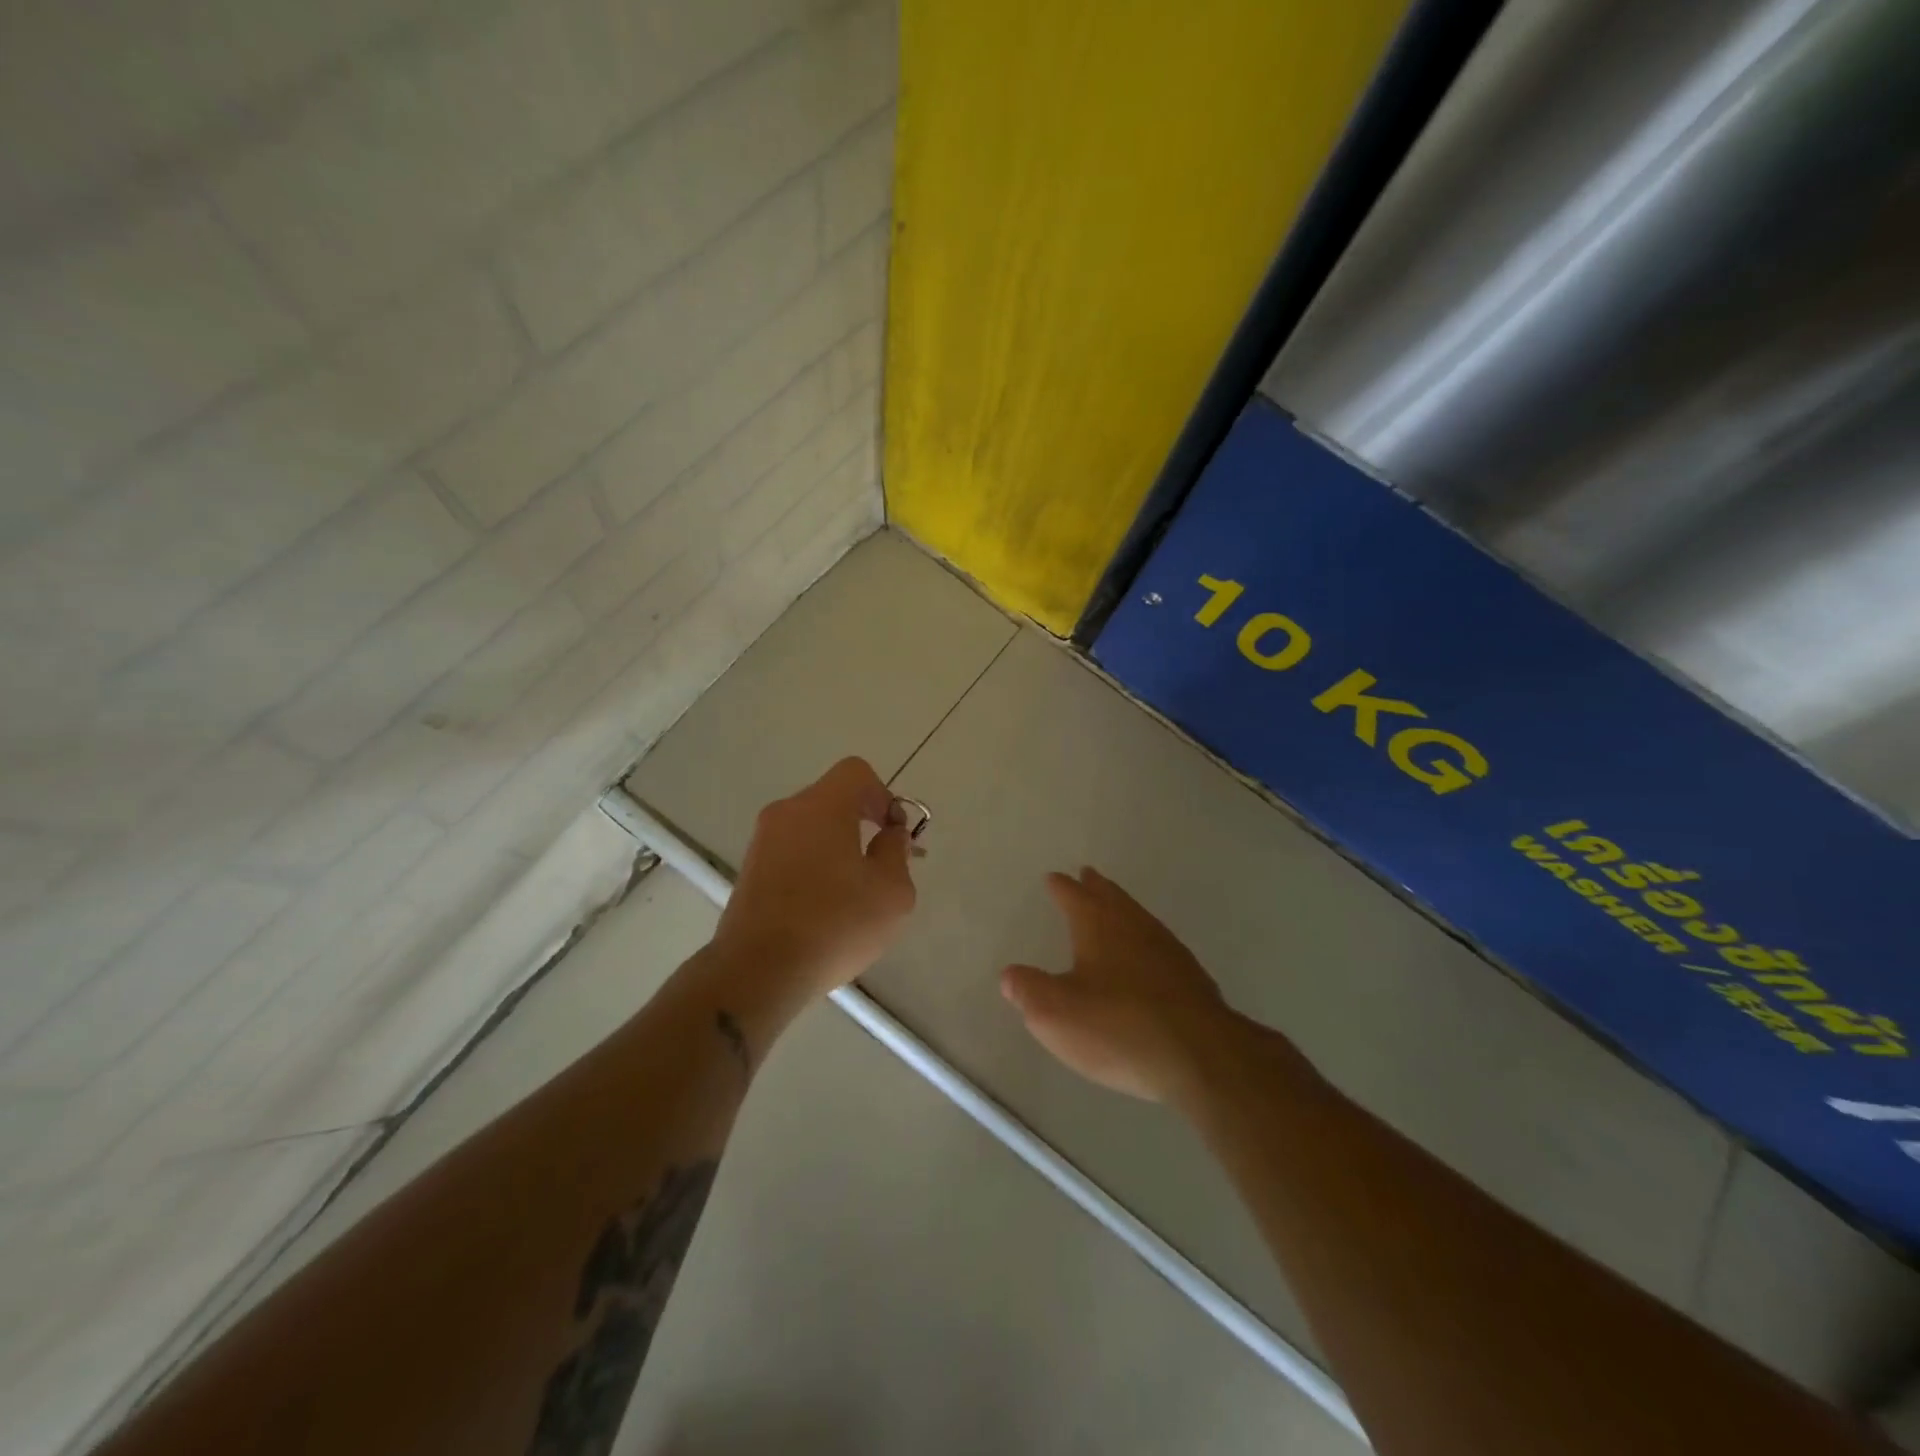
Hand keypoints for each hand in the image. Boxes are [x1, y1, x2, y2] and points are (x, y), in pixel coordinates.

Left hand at [714, 757, 916, 996]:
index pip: (856, 772)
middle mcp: (786, 812)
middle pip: (833, 799)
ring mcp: (762, 841)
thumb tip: (890, 836)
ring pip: (811, 827)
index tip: (893, 833)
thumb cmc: (834, 924)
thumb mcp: (891, 892)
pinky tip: (824, 907)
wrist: (758, 971)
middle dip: (863, 822)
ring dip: (838, 846)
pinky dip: (813, 865)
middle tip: (882, 863)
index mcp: (821, 806)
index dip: (884, 795)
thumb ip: (896, 852)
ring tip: (854, 892)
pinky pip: (792, 852)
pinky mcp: (749, 870)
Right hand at [1002, 867, 1255, 1101]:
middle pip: (1112, 897)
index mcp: (1098, 925)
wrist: (1201, 1056)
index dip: (1062, 887)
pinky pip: (1159, 945)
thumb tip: (1010, 975)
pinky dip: (1145, 940)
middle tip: (1088, 875)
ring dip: (1122, 909)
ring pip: (1139, 917)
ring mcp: (1167, 949)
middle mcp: (1134, 926)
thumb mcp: (1055, 1014)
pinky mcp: (1191, 977)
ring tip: (1114, 909)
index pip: (1074, 896)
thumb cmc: (1118, 1027)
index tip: (1054, 877)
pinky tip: (1148, 957)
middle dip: (1096, 887)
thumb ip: (1028, 991)